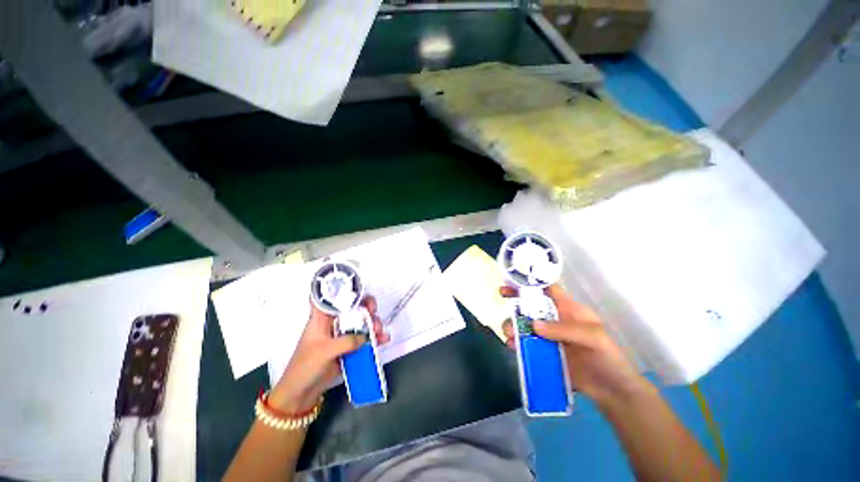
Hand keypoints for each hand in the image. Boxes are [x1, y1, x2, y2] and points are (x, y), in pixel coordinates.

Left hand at [269, 296, 389, 413]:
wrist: (301, 393)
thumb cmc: (305, 367)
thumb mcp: (324, 351)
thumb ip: (345, 342)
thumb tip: (364, 337)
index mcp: (322, 318)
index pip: (331, 297)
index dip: (343, 289)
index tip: (358, 289)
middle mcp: (334, 323)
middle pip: (353, 307)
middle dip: (366, 306)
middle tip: (373, 311)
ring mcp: (343, 335)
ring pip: (362, 322)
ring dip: (373, 323)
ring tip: (379, 330)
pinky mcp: (350, 347)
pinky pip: (365, 338)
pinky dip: (375, 338)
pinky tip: (383, 339)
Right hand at [500, 285, 648, 407]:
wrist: (611, 391)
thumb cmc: (607, 357)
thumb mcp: (592, 337)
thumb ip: (564, 329)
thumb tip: (534, 324)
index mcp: (568, 310)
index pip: (548, 290)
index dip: (532, 282)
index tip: (513, 280)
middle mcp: (555, 320)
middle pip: (531, 305)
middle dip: (516, 301)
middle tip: (503, 299)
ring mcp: (548, 337)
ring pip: (525, 324)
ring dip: (514, 325)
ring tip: (509, 333)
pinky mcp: (543, 353)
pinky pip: (525, 344)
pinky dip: (516, 343)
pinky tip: (512, 346)